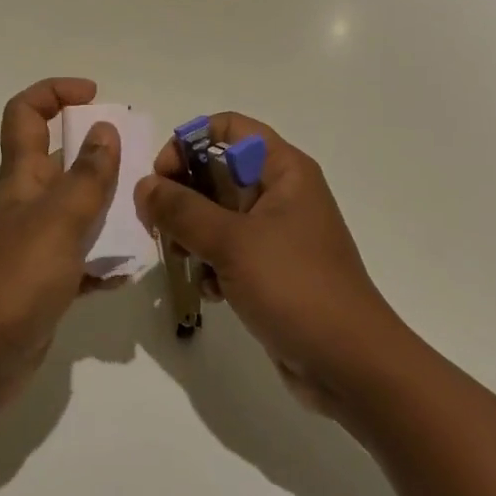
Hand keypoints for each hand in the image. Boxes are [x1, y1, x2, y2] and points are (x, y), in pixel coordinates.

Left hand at [0, 78, 122, 420]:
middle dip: (101, 153)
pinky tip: (127, 273)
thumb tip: (105, 129)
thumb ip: (87, 177)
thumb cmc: (13, 280)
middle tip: (141, 164)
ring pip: (79, 210)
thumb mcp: (58, 221)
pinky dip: (105, 262)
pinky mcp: (46, 283)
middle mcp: (28, 202)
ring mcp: (36, 244)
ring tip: (147, 219)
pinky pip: (83, 260)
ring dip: (111, 210)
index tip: (96, 97)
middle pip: (63, 159)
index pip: (27, 113)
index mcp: (23, 176)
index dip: (56, 92)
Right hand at [138, 114, 400, 415]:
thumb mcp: (232, 243)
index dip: (190, 142)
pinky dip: (212, 264)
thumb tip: (144, 186)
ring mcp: (277, 233)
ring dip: (192, 233)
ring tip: (180, 259)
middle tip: (156, 224)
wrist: (351, 367)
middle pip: (218, 171)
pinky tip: (209, 291)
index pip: (229, 129)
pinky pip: (229, 251)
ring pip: (218, 214)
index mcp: (284, 170)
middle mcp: (281, 193)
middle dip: (183, 195)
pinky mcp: (272, 270)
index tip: (162, 176)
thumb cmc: (295, 287)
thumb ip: (182, 210)